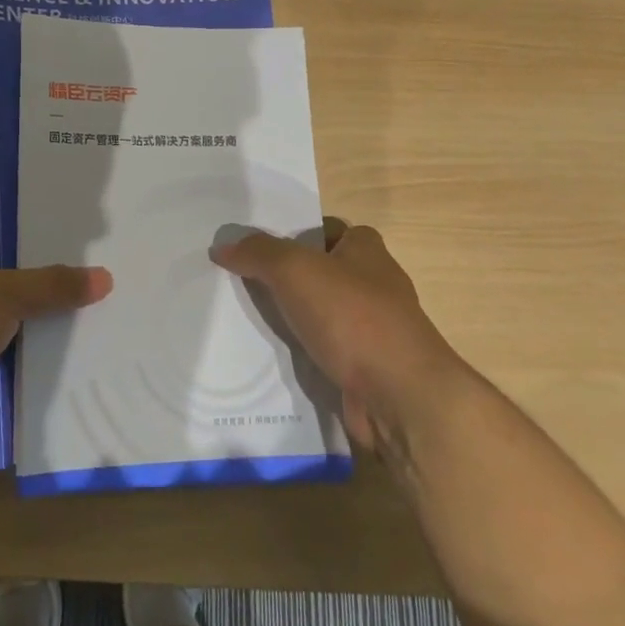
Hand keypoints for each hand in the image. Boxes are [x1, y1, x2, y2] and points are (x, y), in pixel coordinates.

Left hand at [0, 221, 111, 459]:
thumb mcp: (3, 292)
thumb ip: (52, 284)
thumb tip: (106, 278)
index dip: (20, 224)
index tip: (61, 223)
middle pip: (0, 272)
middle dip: (38, 272)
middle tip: (88, 261)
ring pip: (6, 313)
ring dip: (37, 315)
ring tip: (91, 300)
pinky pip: (8, 350)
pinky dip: (32, 350)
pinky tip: (73, 344)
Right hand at [214, 220, 451, 449]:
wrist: (401, 397)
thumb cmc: (352, 316)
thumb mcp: (295, 269)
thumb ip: (258, 253)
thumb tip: (223, 246)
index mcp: (367, 251)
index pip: (328, 229)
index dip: (296, 233)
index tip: (260, 246)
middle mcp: (376, 285)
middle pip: (323, 272)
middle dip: (288, 277)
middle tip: (243, 280)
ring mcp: (375, 330)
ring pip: (323, 314)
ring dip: (294, 317)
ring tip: (248, 318)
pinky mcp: (368, 368)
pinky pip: (327, 351)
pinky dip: (304, 353)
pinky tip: (274, 358)